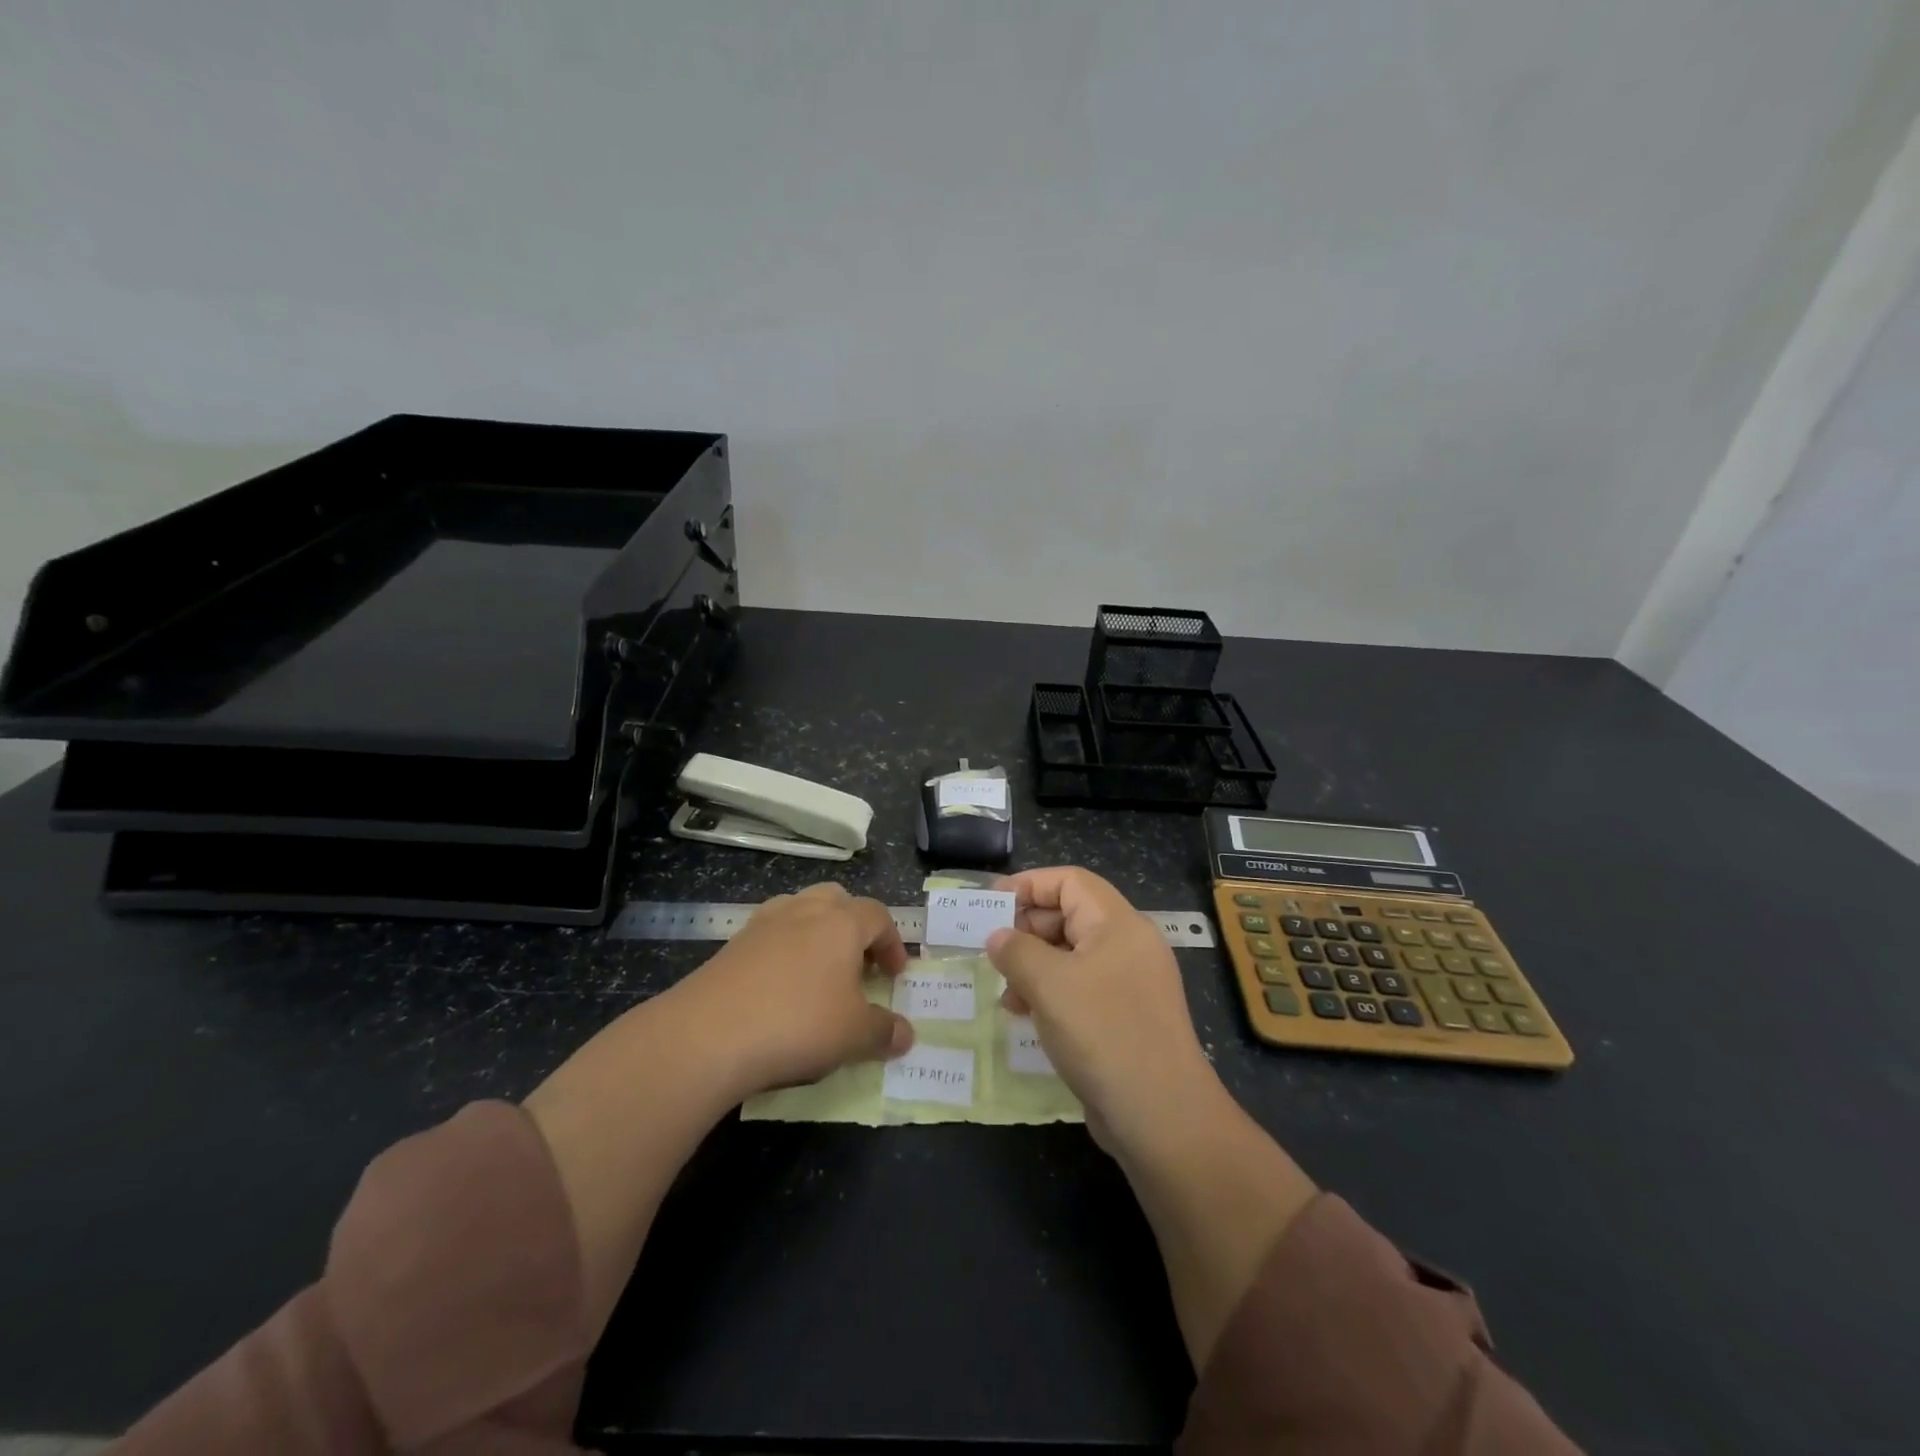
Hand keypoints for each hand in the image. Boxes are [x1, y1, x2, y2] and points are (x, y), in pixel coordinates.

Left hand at [686, 882, 913, 1095]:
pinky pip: (770, 935)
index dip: (892, 943)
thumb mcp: (854, 1036)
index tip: (894, 975)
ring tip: (819, 973)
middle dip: (854, 926)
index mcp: (841, 923)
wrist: (708, 1034)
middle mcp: (804, 910)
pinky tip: (780, 987)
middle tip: (858, 965)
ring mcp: (763, 924)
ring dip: (817, 933)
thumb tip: (907, 1035)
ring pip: (800, 910)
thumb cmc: (797, 1024)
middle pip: (838, 900)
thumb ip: (885, 1032)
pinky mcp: (732, 945)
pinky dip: (784, 951)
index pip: (878, 916)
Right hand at [987, 866, 1219, 1151]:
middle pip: (1072, 915)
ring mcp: (1130, 983)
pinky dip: (1051, 992)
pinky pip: (1082, 988)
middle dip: (1028, 928)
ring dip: (1034, 965)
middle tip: (993, 949)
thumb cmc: (1101, 1032)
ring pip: (1073, 955)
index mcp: (1118, 923)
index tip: (992, 901)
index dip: (1029, 884)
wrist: (1160, 1115)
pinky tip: (1026, 1015)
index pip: (1071, 881)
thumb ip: (1016, 950)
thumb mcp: (1048, 983)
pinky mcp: (1126, 1017)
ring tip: (1005, 991)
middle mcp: (1129, 945)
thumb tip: (998, 936)